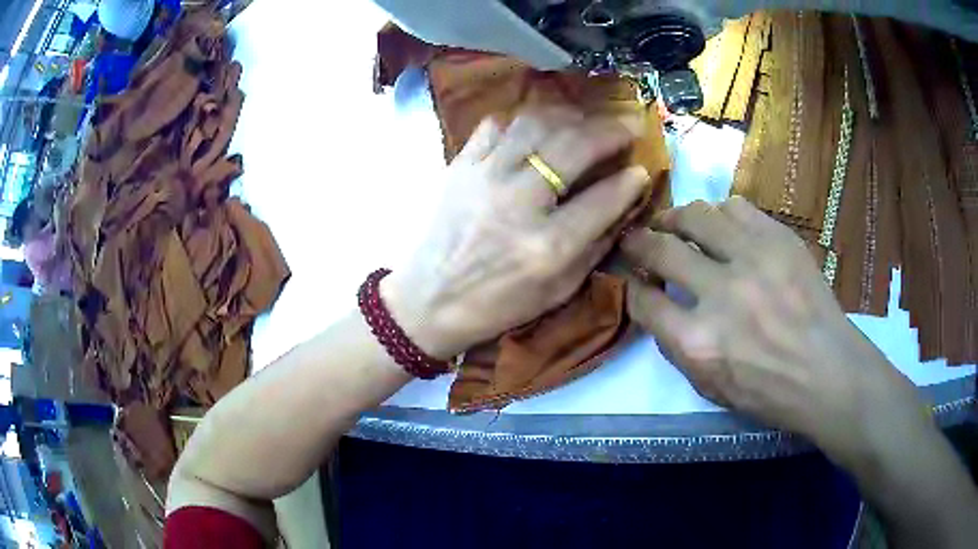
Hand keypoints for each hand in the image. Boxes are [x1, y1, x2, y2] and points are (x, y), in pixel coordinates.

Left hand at [382, 108, 650, 359]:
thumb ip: (596, 245)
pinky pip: (495, 124)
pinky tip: (536, 129)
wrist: (428, 302)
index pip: (603, 198)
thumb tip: (624, 201)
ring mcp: (484, 177)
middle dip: (609, 130)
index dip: (630, 179)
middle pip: (573, 146)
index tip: (642, 168)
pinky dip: (522, 119)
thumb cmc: (497, 305)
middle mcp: (518, 203)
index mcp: (547, 245)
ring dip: (569, 115)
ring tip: (585, 120)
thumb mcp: (557, 291)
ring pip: (535, 123)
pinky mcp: (459, 166)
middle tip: (625, 126)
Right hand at [622, 198, 923, 458]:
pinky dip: (719, 213)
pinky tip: (719, 225)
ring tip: (674, 223)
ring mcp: (753, 259)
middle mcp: (720, 293)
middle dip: (638, 242)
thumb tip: (655, 305)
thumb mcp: (710, 388)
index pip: (643, 300)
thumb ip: (676, 346)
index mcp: (698, 342)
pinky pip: (736, 208)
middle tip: (634, 239)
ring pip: (696, 214)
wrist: (828, 372)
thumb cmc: (768, 392)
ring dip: (676, 218)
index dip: (632, 288)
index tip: (634, 281)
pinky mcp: (779, 239)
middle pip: (661, 249)